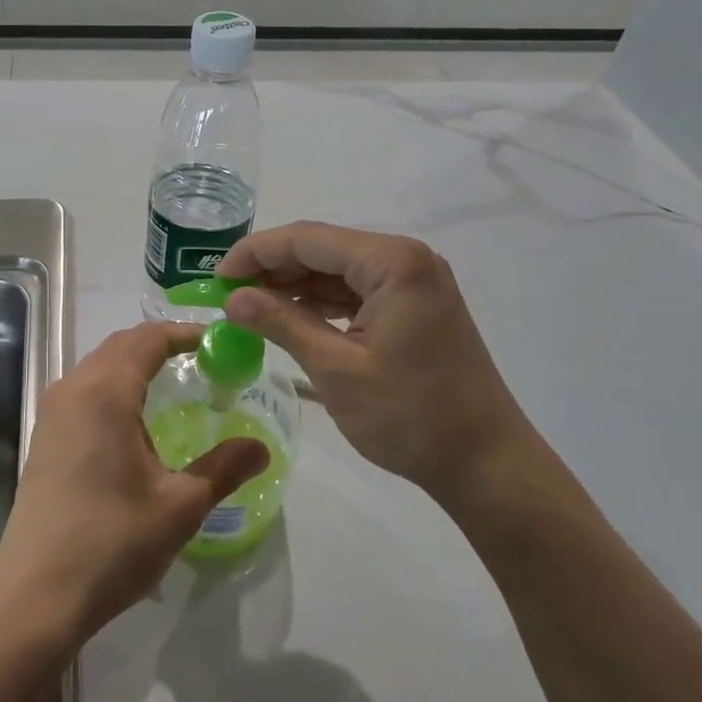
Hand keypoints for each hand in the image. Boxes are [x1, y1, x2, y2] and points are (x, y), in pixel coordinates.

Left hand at [0, 323, 268, 641]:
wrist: (37, 593)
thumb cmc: (112, 542)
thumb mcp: (180, 505)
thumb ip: (223, 468)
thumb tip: (262, 447)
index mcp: (105, 392)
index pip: (148, 339)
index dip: (185, 333)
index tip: (220, 342)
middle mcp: (73, 389)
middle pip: (121, 346)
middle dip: (162, 345)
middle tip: (205, 362)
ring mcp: (53, 412)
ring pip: (100, 367)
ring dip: (137, 365)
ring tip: (177, 386)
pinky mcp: (45, 436)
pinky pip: (85, 391)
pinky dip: (116, 387)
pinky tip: (138, 421)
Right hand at [219, 222, 536, 507]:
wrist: (486, 462)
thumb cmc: (410, 415)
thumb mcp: (335, 368)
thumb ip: (281, 323)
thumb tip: (231, 298)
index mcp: (391, 261)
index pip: (306, 239)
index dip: (254, 253)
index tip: (215, 278)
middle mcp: (405, 258)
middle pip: (322, 248)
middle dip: (272, 269)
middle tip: (227, 296)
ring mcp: (414, 281)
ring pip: (337, 269)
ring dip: (294, 286)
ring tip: (249, 308)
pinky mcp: (414, 305)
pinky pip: (356, 291)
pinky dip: (321, 303)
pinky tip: (289, 318)